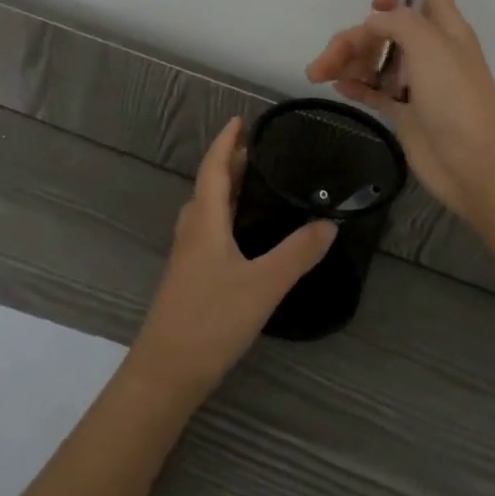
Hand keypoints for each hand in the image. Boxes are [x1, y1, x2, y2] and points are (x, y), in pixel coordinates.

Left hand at [130, 117, 337, 399]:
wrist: (165, 375)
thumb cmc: (211, 320)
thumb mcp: (263, 284)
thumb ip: (297, 253)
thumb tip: (329, 223)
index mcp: (204, 222)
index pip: (213, 169)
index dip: (226, 143)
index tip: (240, 120)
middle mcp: (192, 233)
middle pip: (208, 187)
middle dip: (228, 164)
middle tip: (257, 151)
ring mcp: (187, 259)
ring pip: (205, 211)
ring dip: (224, 191)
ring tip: (252, 186)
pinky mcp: (189, 281)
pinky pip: (207, 233)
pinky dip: (224, 218)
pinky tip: (243, 237)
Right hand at [305, 0, 494, 223]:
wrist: (473, 162)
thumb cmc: (455, 96)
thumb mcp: (430, 44)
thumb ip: (398, 21)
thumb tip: (372, 22)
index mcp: (445, 28)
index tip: (374, 6)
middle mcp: (430, 51)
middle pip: (386, 29)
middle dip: (355, 37)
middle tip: (329, 58)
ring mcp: (416, 83)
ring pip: (376, 59)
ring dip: (348, 61)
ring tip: (318, 75)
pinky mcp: (404, 112)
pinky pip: (373, 90)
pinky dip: (354, 85)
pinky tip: (335, 87)